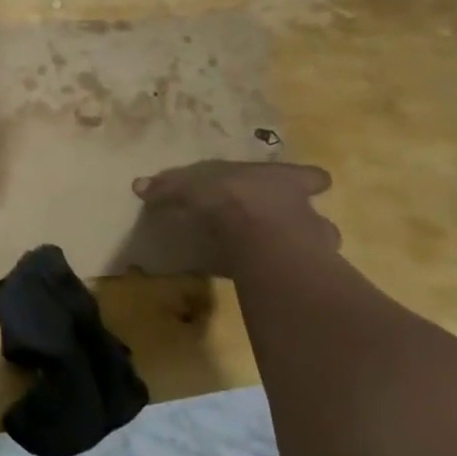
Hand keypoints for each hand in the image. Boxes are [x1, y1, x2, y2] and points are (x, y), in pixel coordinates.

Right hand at [132, 161, 340, 276]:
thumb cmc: (231, 200)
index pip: (312, 177)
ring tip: (271, 257)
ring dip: (297, 252)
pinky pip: (295, 274)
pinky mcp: (304, 276)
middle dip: (302, 222)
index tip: (307, 186)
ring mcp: (313, 246)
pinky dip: (281, 275)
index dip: (308, 181)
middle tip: (278, 229)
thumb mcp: (190, 187)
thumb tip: (138, 185)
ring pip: (315, 247)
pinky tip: (263, 278)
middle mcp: (306, 210)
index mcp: (285, 181)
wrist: (260, 243)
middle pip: (317, 216)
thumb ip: (168, 187)